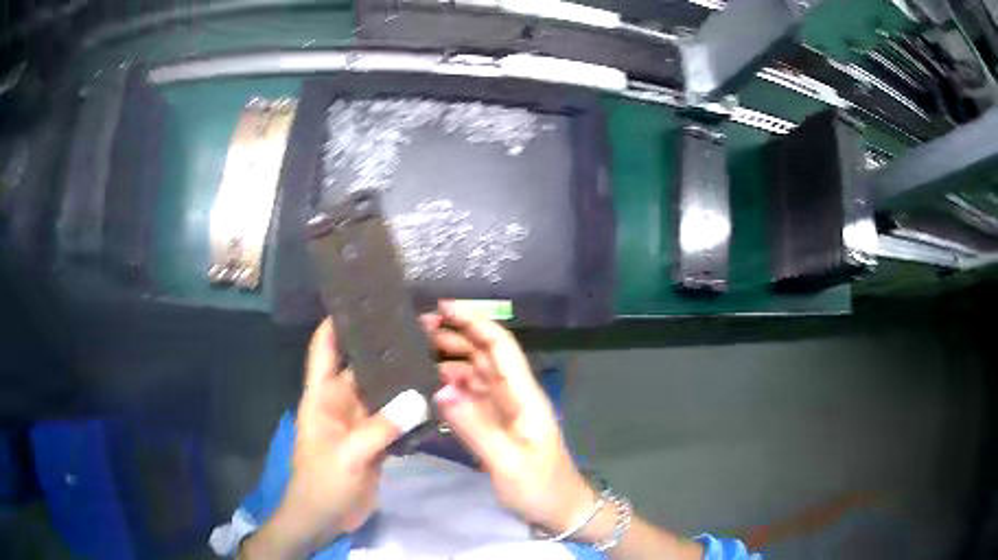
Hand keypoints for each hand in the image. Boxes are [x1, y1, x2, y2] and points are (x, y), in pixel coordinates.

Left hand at [241, 319, 428, 558]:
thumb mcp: (347, 454)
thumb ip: (381, 427)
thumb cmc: (322, 481)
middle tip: (423, 325)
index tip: (365, 298)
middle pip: (364, 365)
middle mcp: (341, 400)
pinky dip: (413, 408)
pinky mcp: (376, 439)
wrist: (325, 518)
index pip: (325, 347)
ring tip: (436, 354)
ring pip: (384, 391)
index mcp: (322, 395)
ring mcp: (360, 420)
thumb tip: (420, 396)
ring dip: (405, 378)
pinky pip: (396, 417)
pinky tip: (437, 395)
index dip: (338, 321)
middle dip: (388, 347)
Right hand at [422, 302, 598, 539]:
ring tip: (415, 350)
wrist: (560, 511)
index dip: (475, 321)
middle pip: (484, 354)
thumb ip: (475, 427)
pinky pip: (470, 396)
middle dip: (455, 334)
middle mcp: (514, 395)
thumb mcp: (508, 462)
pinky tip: (429, 383)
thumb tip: (440, 389)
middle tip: (416, 327)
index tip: (442, 306)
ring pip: (475, 372)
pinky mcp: (495, 425)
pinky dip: (451, 385)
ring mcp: (504, 410)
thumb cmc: (540, 488)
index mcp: (524, 396)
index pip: (500, 347)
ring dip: (449, 357)